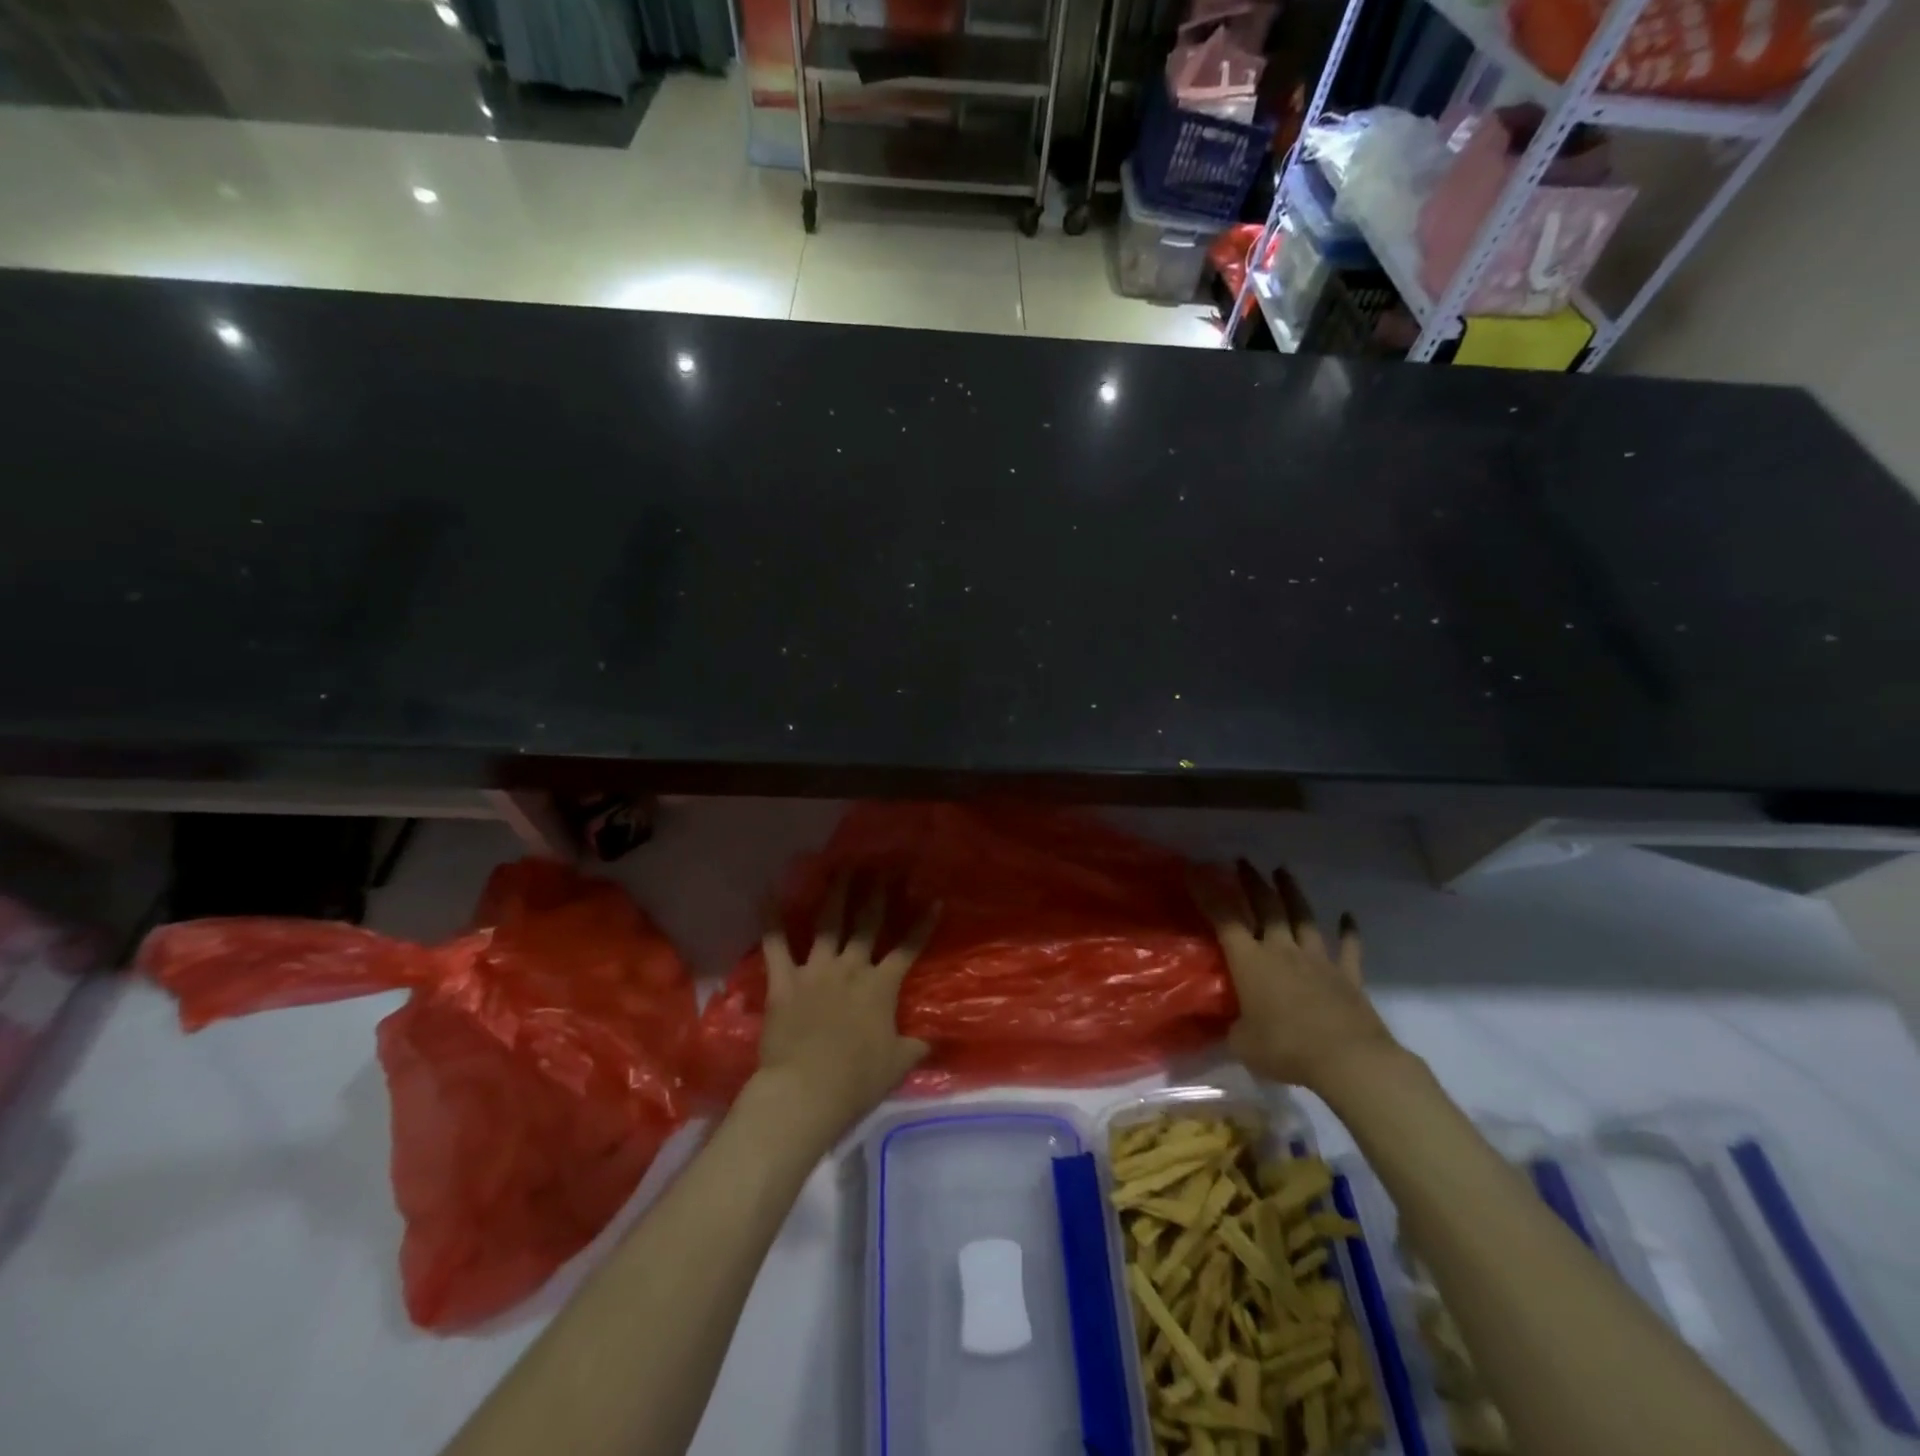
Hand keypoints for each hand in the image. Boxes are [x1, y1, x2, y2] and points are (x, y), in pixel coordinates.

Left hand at [749, 878, 936, 1147]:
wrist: (806, 1091)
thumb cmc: (856, 1081)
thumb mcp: (897, 1065)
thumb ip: (915, 1047)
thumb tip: (932, 1042)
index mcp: (881, 987)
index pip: (908, 948)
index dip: (922, 924)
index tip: (933, 899)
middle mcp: (851, 969)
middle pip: (867, 923)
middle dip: (877, 892)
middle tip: (882, 866)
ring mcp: (816, 971)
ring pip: (828, 923)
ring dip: (836, 893)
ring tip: (842, 867)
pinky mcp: (784, 982)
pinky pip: (775, 946)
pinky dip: (770, 920)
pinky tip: (768, 893)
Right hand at [1192, 860, 1399, 1093]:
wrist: (1348, 1060)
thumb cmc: (1285, 1049)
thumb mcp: (1242, 1043)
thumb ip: (1233, 1027)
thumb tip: (1230, 1024)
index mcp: (1250, 961)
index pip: (1224, 918)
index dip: (1207, 892)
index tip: (1194, 870)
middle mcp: (1282, 950)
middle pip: (1266, 906)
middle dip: (1252, 881)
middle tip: (1243, 861)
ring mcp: (1318, 960)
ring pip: (1303, 917)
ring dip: (1292, 892)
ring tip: (1282, 871)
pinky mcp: (1347, 977)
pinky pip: (1349, 949)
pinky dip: (1349, 931)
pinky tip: (1349, 916)